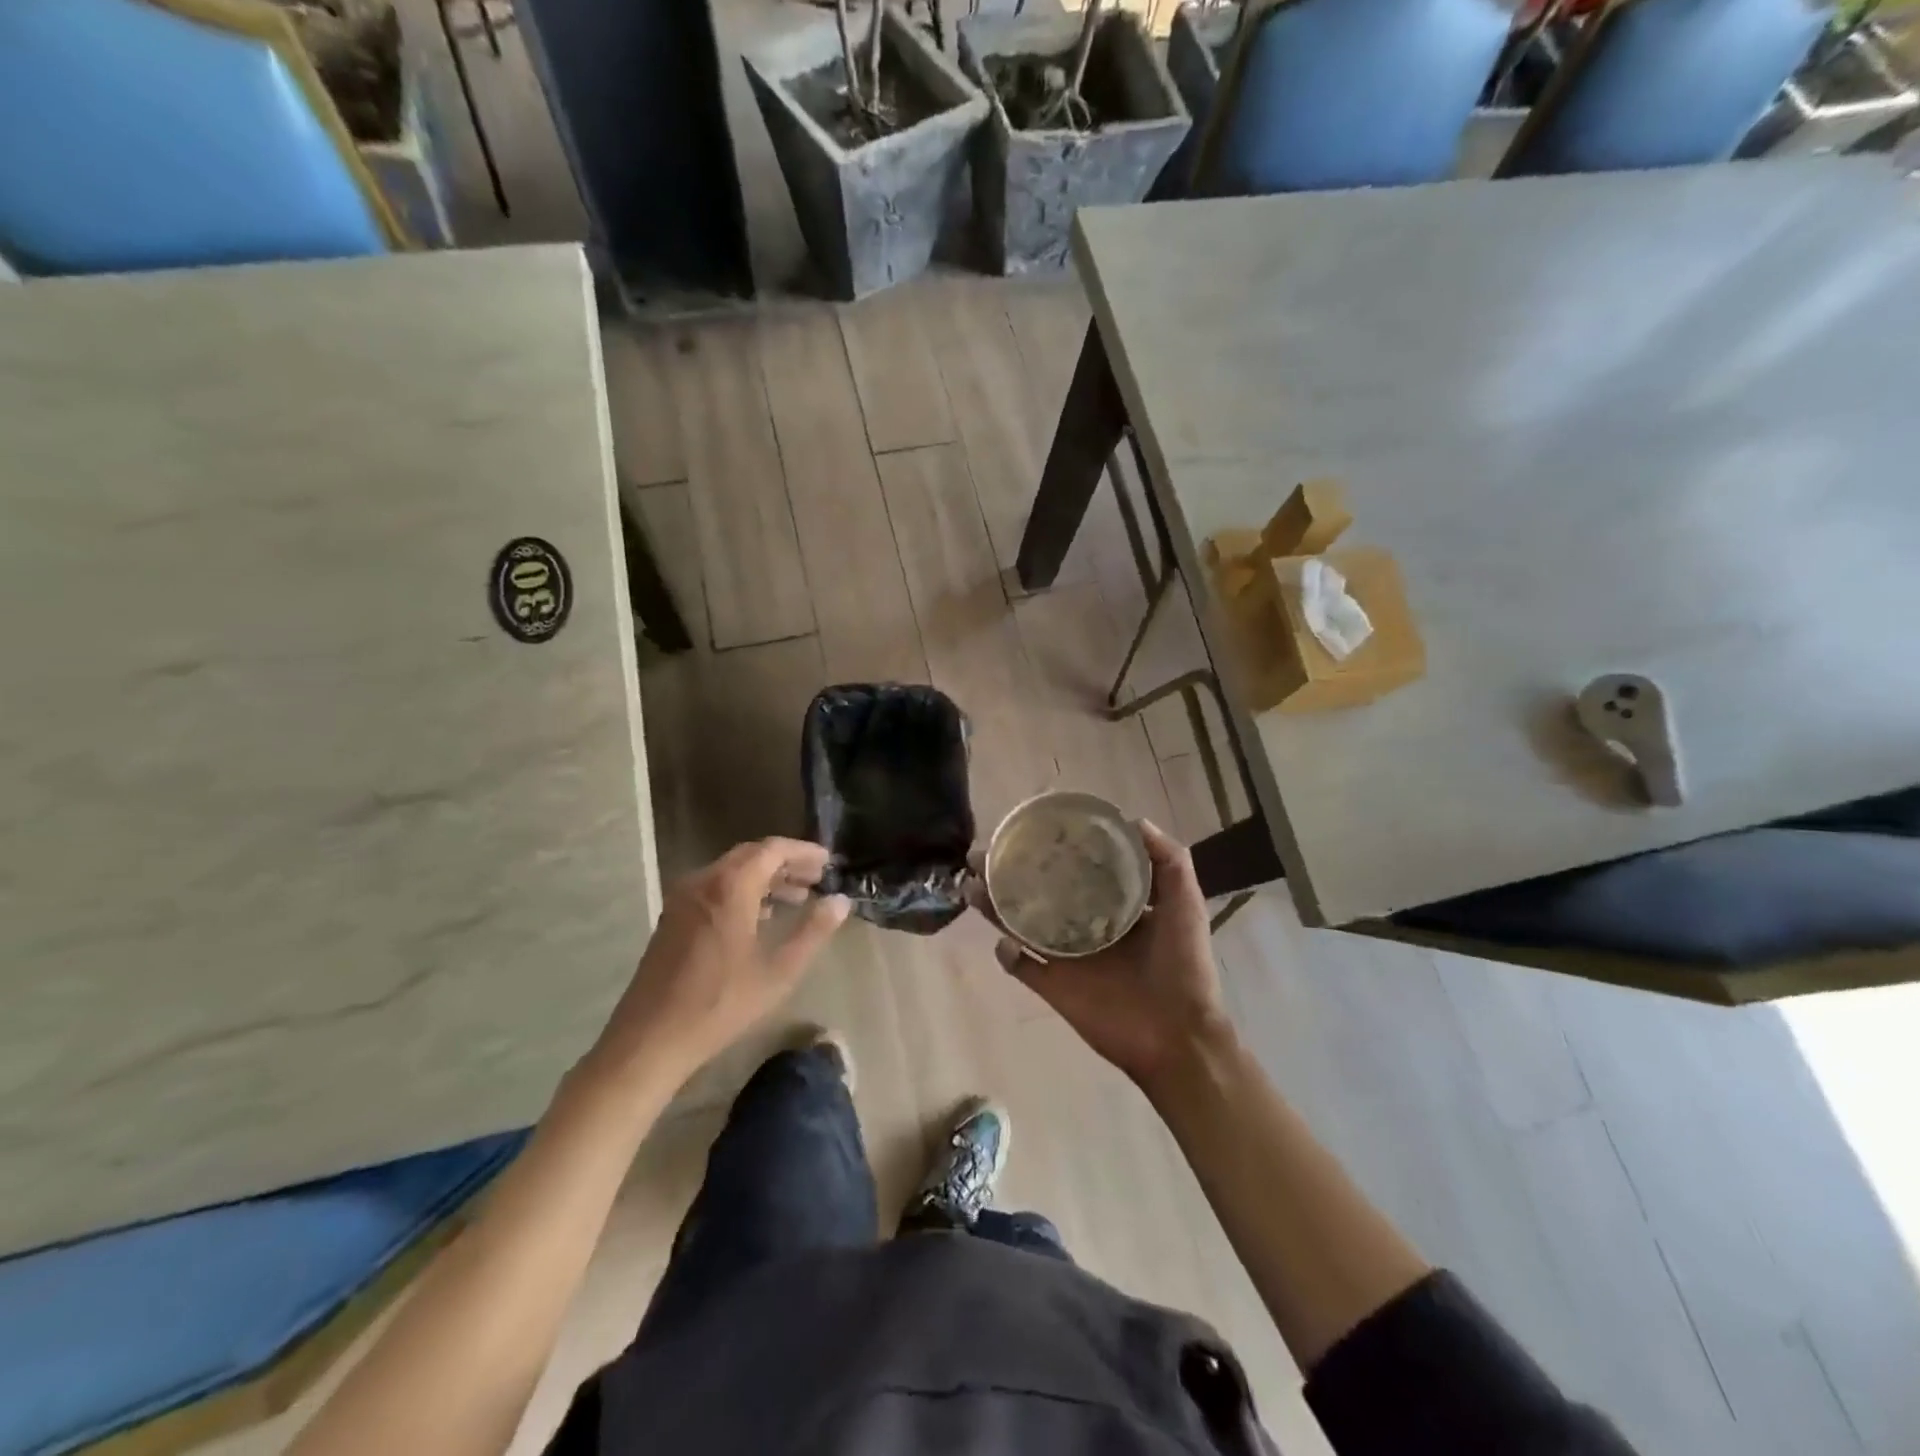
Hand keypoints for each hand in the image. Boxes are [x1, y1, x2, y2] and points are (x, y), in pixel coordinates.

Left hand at [591, 839, 849, 1089]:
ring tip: (798, 896)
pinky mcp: (674, 917)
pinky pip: (715, 888)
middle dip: (786, 863)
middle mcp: (704, 881)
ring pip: (732, 872)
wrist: (650, 1038)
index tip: (829, 862)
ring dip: (766, 877)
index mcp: (730, 887)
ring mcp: (684, 898)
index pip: (772, 849)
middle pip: (751, 856)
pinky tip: (762, 916)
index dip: (803, 851)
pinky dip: (743, 890)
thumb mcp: (779, 971)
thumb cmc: (720, 1004)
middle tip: (817, 878)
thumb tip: (840, 901)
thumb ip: (813, 931)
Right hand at [987, 820, 1236, 1095]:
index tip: (1031, 828)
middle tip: (983, 854)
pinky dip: (1007, 956)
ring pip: (1022, 925)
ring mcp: (1067, 957)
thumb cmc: (1184, 966)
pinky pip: (1022, 968)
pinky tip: (1001, 943)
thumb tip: (1135, 820)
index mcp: (1114, 906)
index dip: (1054, 849)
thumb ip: (1169, 860)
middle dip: (1010, 872)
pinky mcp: (1055, 987)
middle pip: (1040, 893)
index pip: (1077, 869)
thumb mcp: (1186, 904)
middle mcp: (1085, 925)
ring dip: (996, 906)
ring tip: (974, 884)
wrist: (1179, 1036)